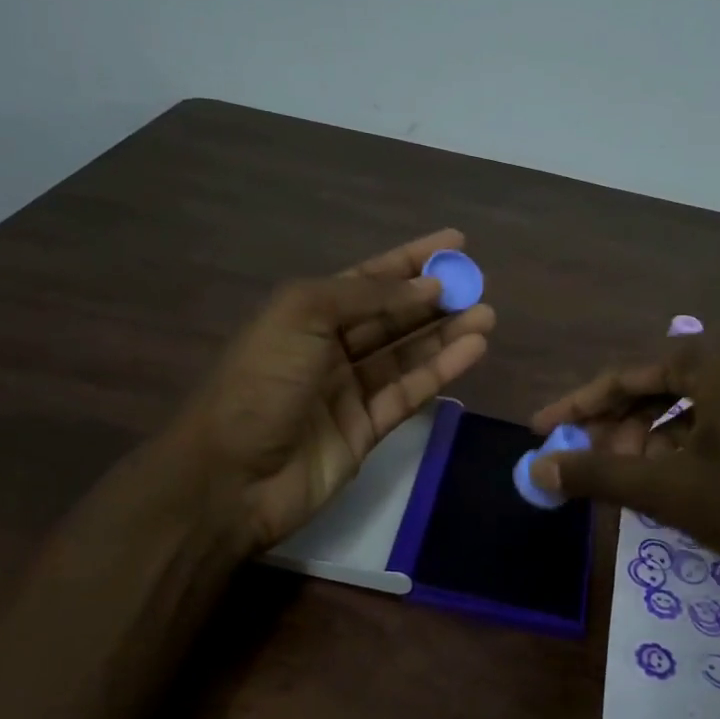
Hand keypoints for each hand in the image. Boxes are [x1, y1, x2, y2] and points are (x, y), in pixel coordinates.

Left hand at [168, 229, 494, 554]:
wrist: (233, 475)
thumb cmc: (262, 382)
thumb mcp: (302, 315)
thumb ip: (366, 296)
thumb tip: (425, 287)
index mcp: (306, 313)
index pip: (368, 279)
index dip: (410, 260)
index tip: (455, 243)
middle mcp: (328, 347)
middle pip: (392, 316)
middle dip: (434, 298)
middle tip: (479, 285)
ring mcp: (348, 390)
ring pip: (406, 354)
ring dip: (446, 333)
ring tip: (486, 315)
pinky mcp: (367, 429)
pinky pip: (409, 392)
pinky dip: (441, 370)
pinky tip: (473, 349)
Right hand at [529, 336, 719, 587]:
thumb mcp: (672, 491)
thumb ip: (599, 475)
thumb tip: (535, 470)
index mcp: (713, 360)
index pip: (624, 375)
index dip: (577, 406)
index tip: (542, 431)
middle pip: (658, 387)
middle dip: (620, 428)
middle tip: (595, 468)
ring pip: (693, 407)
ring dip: (655, 442)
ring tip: (639, 485)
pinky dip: (693, 448)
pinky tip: (687, 485)